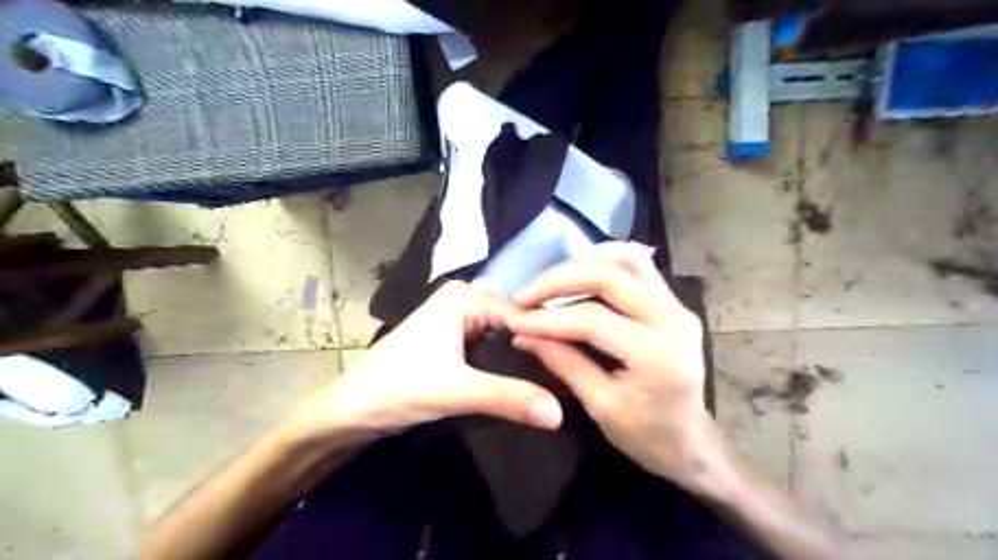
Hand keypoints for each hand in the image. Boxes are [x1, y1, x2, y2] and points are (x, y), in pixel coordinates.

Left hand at [280, 281, 559, 447]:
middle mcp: (464, 300)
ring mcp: (459, 321)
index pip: (523, 312)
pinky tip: (526, 383)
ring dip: (523, 358)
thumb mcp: (456, 391)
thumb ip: (509, 398)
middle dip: (537, 347)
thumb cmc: (397, 388)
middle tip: (568, 376)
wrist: (351, 410)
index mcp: (465, 297)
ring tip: (555, 382)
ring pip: (505, 336)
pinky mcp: (455, 342)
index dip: (548, 338)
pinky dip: (507, 364)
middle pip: (516, 322)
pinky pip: (492, 348)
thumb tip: (561, 412)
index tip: (575, 365)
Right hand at [508, 247, 726, 492]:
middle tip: (527, 294)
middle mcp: (673, 319)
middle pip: (610, 276)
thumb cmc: (645, 435)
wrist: (689, 442)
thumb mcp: (599, 405)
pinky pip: (638, 267)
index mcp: (656, 355)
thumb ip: (563, 363)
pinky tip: (580, 273)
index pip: (592, 319)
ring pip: (627, 260)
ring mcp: (678, 306)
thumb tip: (522, 334)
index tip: (512, 319)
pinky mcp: (674, 303)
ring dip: (583, 263)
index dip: (547, 318)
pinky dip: (604, 263)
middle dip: (560, 280)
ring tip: (551, 281)